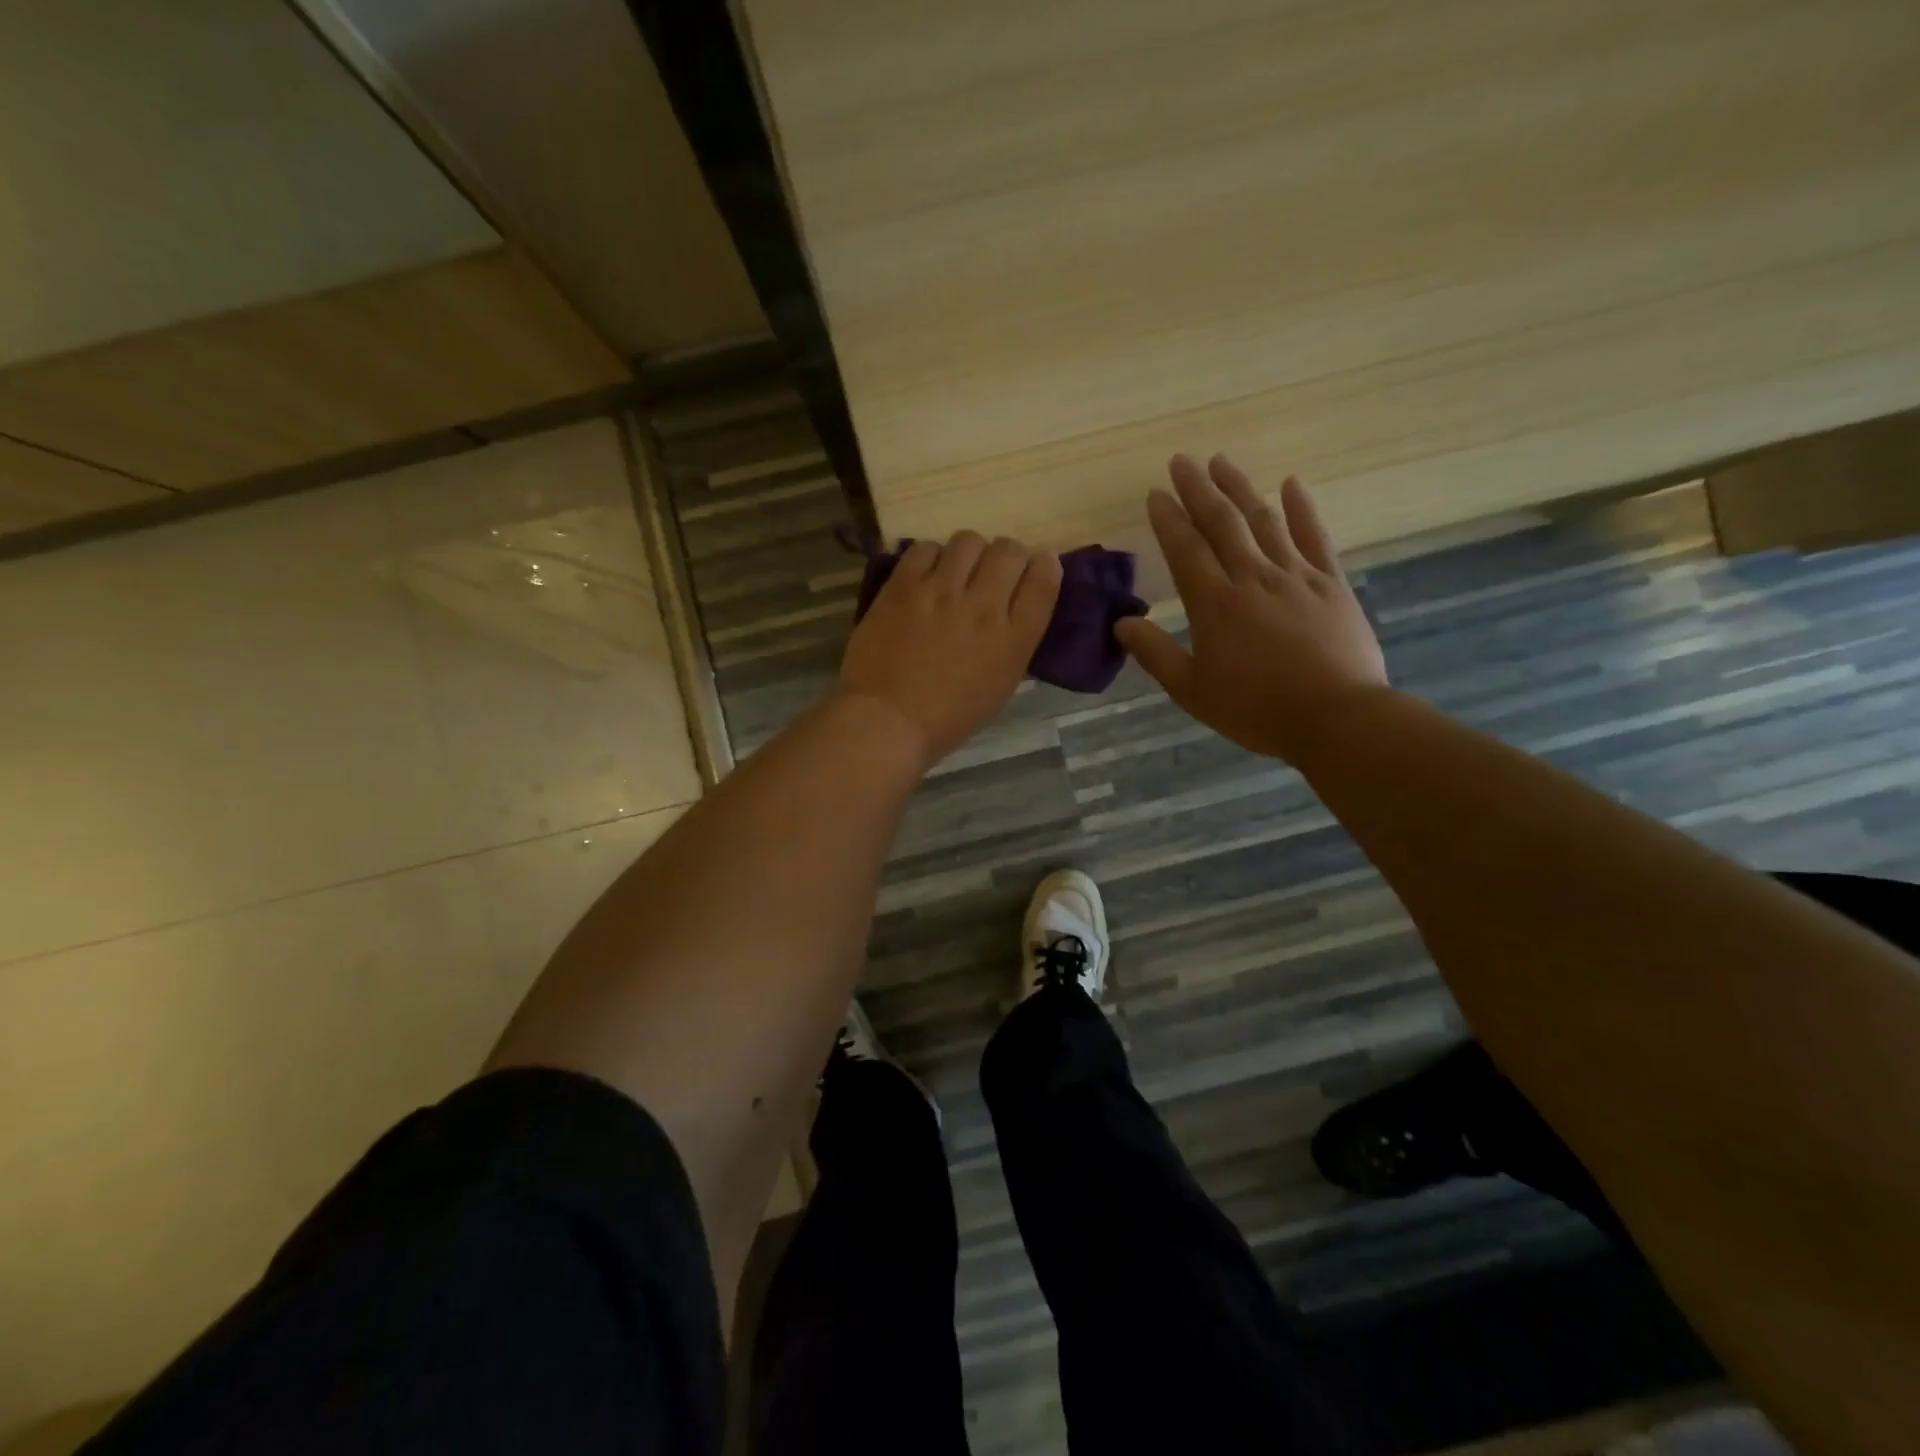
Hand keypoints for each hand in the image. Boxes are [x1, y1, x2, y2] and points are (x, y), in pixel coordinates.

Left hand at [839, 533, 1062, 767]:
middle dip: (1007, 555)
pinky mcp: (903, 586)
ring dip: (968, 553)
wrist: (888, 721)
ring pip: (968, 541)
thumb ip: (1013, 643)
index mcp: (1013, 640)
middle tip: (992, 569)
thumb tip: (1013, 610)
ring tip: (956, 570)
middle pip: (1009, 551)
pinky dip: (931, 556)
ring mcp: (941, 593)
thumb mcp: (999, 687)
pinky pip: (925, 548)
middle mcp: (983, 607)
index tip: (1038, 564)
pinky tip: (925, 575)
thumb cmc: (947, 718)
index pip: (1043, 580)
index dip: (1044, 565)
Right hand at [1115, 454, 1387, 763]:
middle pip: (1222, 523)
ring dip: (1240, 488)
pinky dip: (1302, 508)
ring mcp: (1295, 576)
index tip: (1155, 493)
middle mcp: (1252, 578)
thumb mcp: (1192, 690)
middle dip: (1198, 489)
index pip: (1185, 550)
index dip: (1168, 519)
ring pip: (1263, 521)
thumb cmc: (1256, 709)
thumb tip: (1120, 623)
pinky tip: (1292, 484)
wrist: (1336, 718)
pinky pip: (1315, 537)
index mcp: (1215, 605)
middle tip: (1181, 461)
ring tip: (1221, 461)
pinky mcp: (1331, 584)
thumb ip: (1155, 653)